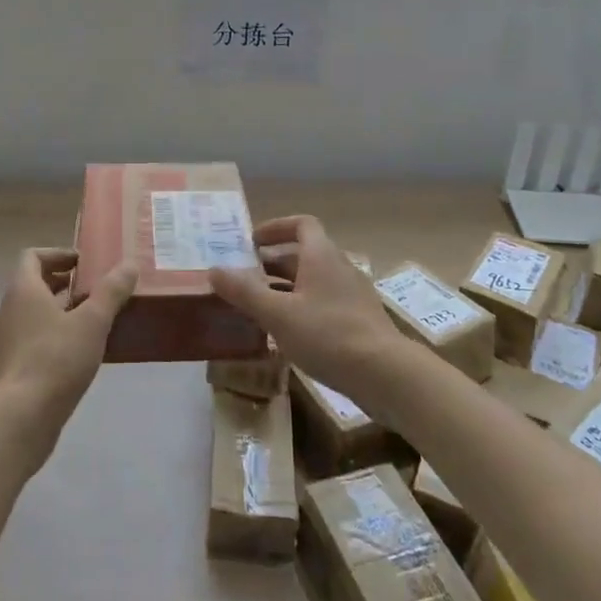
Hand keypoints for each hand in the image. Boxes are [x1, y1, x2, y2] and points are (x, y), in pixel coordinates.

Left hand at [0, 249, 135, 468]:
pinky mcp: (7, 368)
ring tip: (91, 323)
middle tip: (94, 291)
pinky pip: (30, 340)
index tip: (84, 264)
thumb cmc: (55, 360)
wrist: (19, 418)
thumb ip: (111, 291)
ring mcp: (4, 340)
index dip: (58, 254)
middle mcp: (7, 310)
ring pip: (32, 314)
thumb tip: (130, 264)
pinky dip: (51, 336)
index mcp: (22, 290)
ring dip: (59, 311)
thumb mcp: (92, 322)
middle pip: (34, 284)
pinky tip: (77, 355)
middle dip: (64, 284)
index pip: (33, 256)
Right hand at [208, 215, 401, 397]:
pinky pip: (324, 304)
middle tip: (244, 280)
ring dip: (286, 289)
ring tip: (259, 309)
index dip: (276, 228)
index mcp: (321, 256)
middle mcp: (339, 267)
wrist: (386, 375)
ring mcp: (353, 295)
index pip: (301, 225)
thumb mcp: (278, 314)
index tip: (252, 242)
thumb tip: (214, 270)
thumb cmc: (328, 335)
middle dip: (272, 264)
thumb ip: (245, 292)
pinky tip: (287, 336)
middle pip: (303, 255)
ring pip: (313, 282)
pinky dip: (302, 310)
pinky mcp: (359, 321)